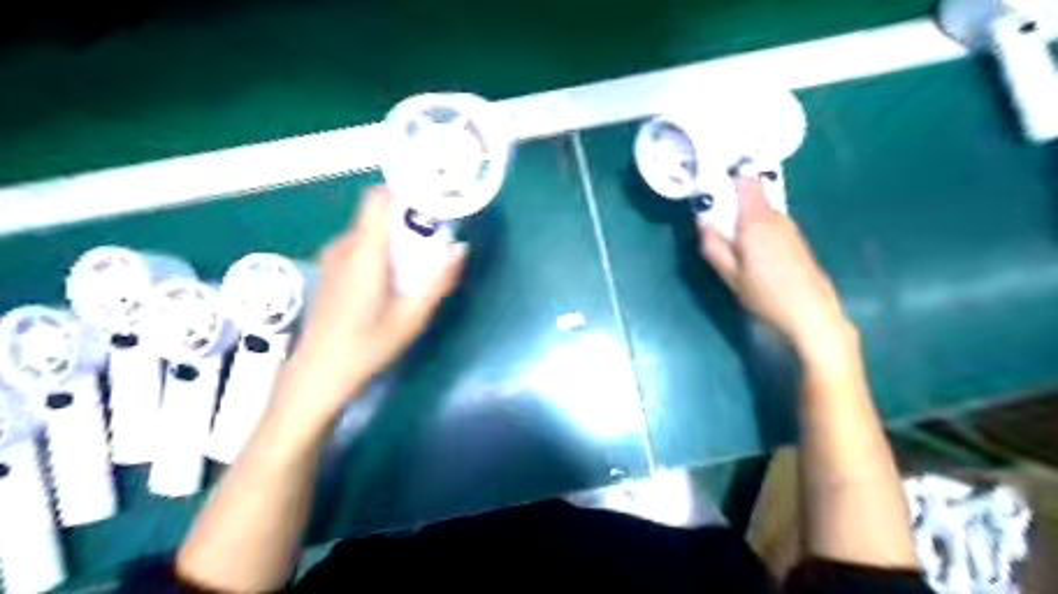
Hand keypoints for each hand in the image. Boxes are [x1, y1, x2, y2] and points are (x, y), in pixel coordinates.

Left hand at [285, 185, 462, 412]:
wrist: (317, 374)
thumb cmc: (367, 346)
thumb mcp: (412, 317)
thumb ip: (438, 281)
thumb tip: (459, 249)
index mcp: (364, 252)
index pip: (378, 198)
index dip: (405, 192)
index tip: (431, 203)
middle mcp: (343, 246)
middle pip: (378, 216)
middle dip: (408, 223)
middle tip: (433, 247)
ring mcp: (331, 257)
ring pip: (369, 232)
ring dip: (394, 240)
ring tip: (414, 268)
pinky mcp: (328, 270)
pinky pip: (358, 247)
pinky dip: (379, 252)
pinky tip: (389, 283)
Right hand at [701, 177, 852, 361]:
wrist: (811, 314)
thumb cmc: (766, 295)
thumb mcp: (730, 275)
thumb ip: (713, 245)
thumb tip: (702, 222)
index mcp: (757, 220)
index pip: (745, 181)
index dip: (727, 180)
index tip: (710, 192)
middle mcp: (776, 217)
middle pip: (751, 197)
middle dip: (730, 204)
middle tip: (713, 225)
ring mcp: (789, 228)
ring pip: (760, 212)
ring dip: (743, 220)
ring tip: (730, 245)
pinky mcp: (796, 240)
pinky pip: (769, 225)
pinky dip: (756, 230)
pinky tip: (751, 256)